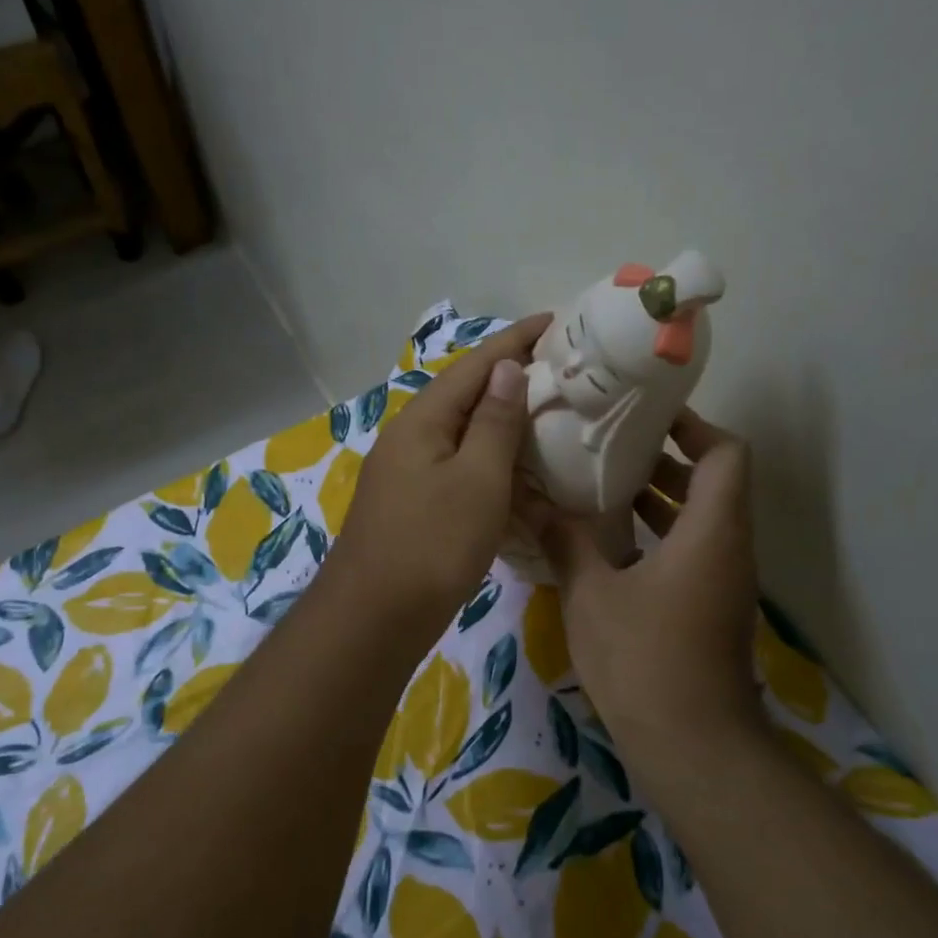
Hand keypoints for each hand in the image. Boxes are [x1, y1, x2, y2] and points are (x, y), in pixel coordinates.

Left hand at [327, 315, 551, 638]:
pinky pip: (459, 468)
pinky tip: (518, 473)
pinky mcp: (415, 505)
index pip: (475, 365)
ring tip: (548, 415)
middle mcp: (411, 437)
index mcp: (424, 420)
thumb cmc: (433, 544)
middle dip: (511, 377)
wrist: (376, 617)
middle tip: (562, 369)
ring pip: (464, 434)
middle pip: (466, 395)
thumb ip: (495, 422)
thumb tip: (507, 367)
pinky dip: (491, 463)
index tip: (556, 320)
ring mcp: (409, 473)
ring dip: (503, 422)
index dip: (516, 340)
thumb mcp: (477, 480)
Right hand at [538, 409, 762, 750]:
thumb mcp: (591, 593)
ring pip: (700, 520)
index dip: (693, 426)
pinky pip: (690, 552)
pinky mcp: (709, 609)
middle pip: (713, 483)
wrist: (691, 746)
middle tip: (609, 445)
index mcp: (711, 531)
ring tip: (601, 485)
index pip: (726, 454)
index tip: (646, 417)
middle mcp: (728, 548)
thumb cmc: (644, 659)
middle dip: (664, 459)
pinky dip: (657, 535)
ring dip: (658, 499)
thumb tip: (527, 499)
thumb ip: (564, 540)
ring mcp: (722, 583)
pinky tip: (606, 543)